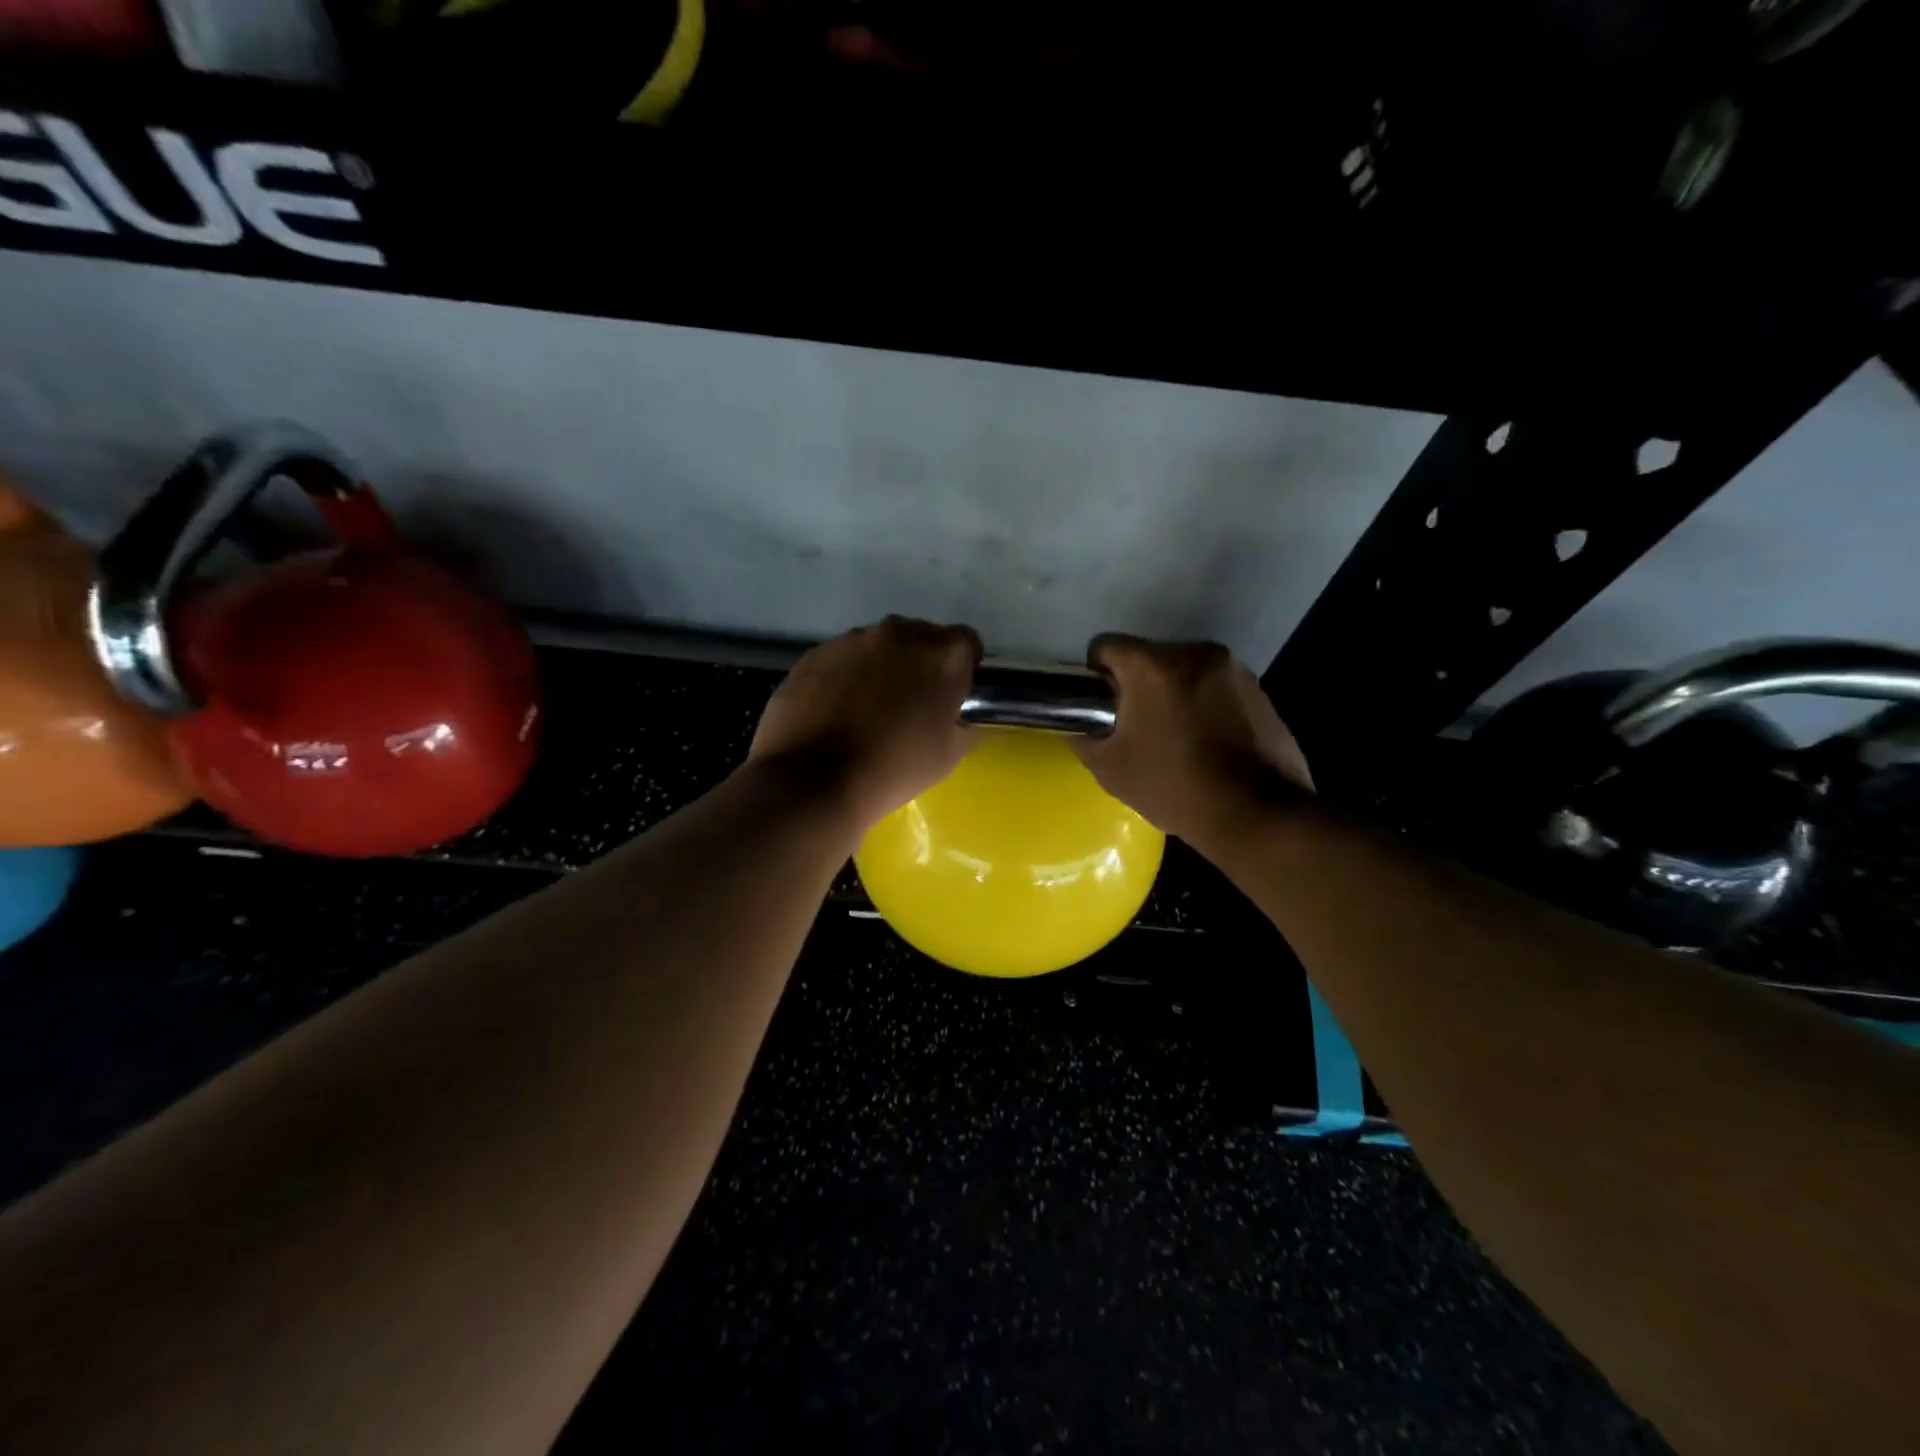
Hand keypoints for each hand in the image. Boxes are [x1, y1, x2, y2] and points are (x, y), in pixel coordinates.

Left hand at [750, 616, 980, 830]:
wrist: (814, 780)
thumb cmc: (894, 768)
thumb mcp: (949, 756)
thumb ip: (961, 725)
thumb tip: (955, 718)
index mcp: (943, 656)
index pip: (967, 644)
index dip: (961, 670)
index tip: (950, 696)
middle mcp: (900, 634)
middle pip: (921, 638)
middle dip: (920, 664)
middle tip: (910, 703)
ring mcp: (853, 639)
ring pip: (878, 646)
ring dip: (880, 667)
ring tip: (866, 708)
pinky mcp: (815, 653)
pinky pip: (841, 659)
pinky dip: (844, 677)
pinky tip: (834, 711)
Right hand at [1072, 635, 1312, 844]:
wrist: (1256, 814)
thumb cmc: (1174, 787)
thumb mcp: (1111, 769)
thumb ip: (1085, 737)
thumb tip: (1080, 726)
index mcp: (1153, 665)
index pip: (1106, 646)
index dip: (1096, 676)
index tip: (1100, 708)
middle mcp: (1195, 652)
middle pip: (1149, 657)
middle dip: (1139, 686)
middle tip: (1138, 729)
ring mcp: (1234, 669)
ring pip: (1185, 671)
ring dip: (1174, 694)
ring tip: (1177, 738)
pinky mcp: (1260, 690)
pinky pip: (1216, 688)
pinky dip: (1205, 706)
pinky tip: (1208, 744)